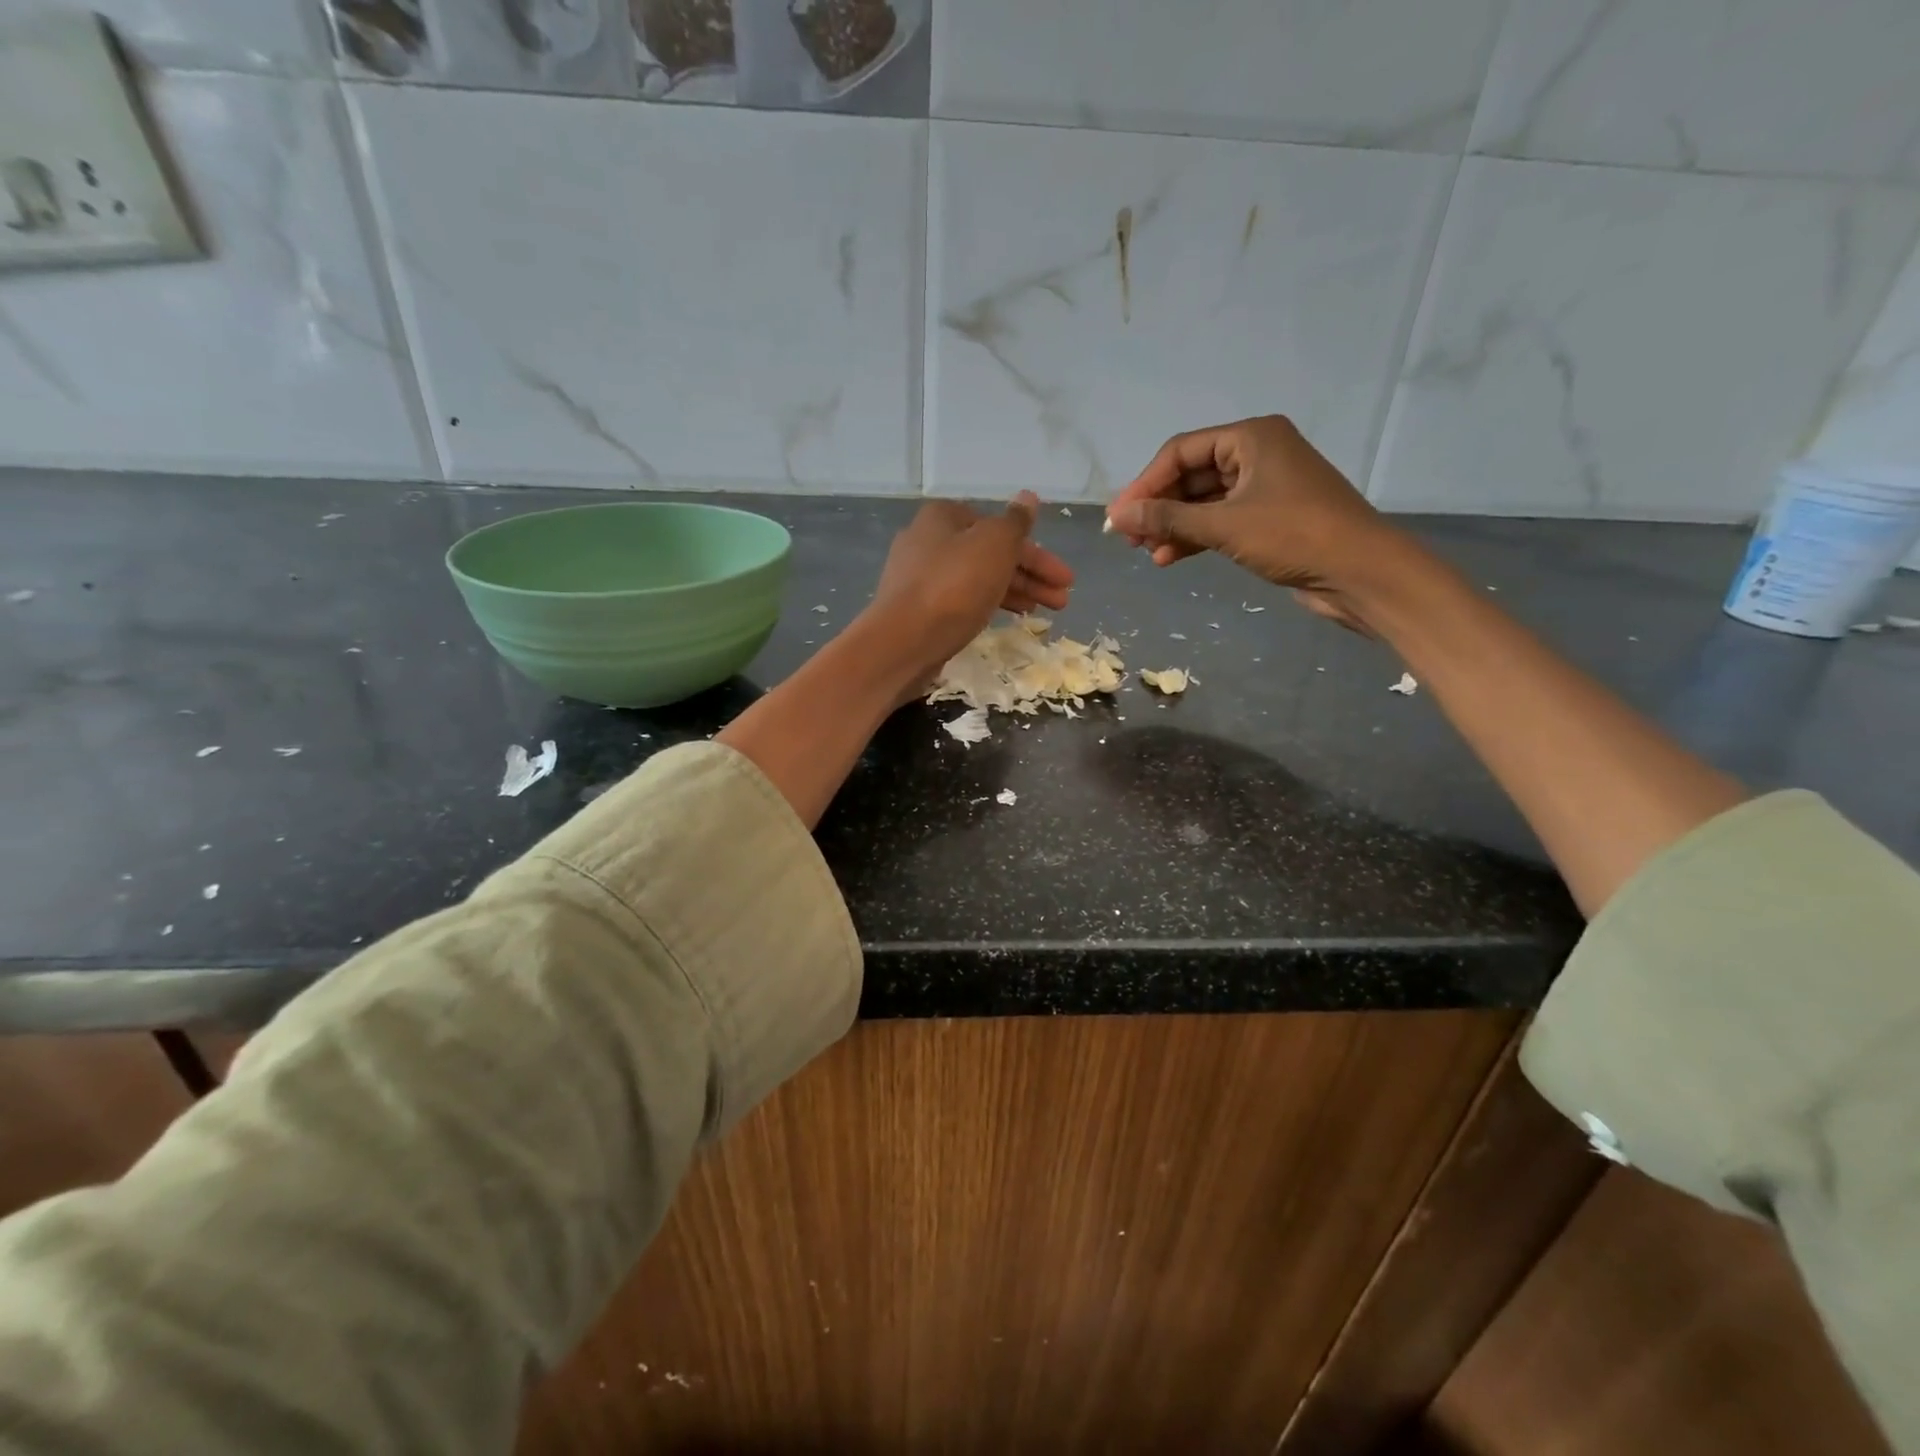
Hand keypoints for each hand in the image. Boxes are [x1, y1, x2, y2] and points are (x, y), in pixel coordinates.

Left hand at [861, 492, 1073, 692]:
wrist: (902, 641)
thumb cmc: (954, 586)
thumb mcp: (994, 544)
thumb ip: (1016, 522)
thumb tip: (1028, 497)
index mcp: (944, 516)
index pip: (1001, 528)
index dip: (1037, 553)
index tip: (1063, 577)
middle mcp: (928, 540)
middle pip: (991, 554)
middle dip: (1031, 575)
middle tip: (1062, 599)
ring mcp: (920, 577)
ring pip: (978, 578)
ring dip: (1015, 591)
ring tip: (1046, 612)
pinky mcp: (917, 609)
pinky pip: (962, 600)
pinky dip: (989, 604)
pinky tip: (1009, 617)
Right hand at [1104, 416, 1405, 631]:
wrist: (1360, 573)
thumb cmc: (1294, 536)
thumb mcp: (1224, 526)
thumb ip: (1168, 518)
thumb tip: (1118, 516)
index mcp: (1251, 438)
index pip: (1181, 451)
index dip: (1145, 483)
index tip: (1119, 517)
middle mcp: (1257, 454)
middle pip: (1190, 475)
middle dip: (1158, 507)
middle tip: (1128, 538)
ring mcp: (1264, 487)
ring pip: (1203, 501)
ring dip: (1173, 526)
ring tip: (1146, 553)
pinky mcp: (1268, 518)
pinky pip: (1220, 520)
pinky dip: (1194, 537)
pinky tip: (1169, 559)